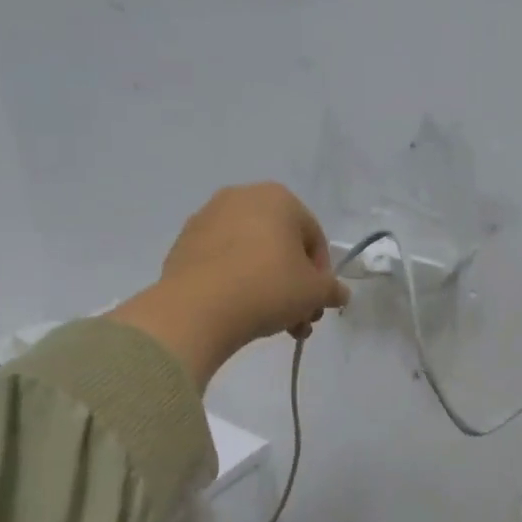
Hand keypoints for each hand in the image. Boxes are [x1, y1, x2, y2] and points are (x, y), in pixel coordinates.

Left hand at [109, 184, 350, 385]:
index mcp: (278, 197)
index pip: (314, 238)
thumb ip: (332, 289)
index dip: (321, 275)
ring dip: (267, 288)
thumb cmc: (267, 287)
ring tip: (271, 324)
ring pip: (252, 256)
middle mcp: (241, 197)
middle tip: (298, 319)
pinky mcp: (183, 244)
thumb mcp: (315, 293)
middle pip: (281, 247)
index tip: (316, 303)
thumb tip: (338, 293)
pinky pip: (223, 263)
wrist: (197, 308)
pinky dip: (236, 283)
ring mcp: (207, 219)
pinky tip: (240, 312)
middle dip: (294, 285)